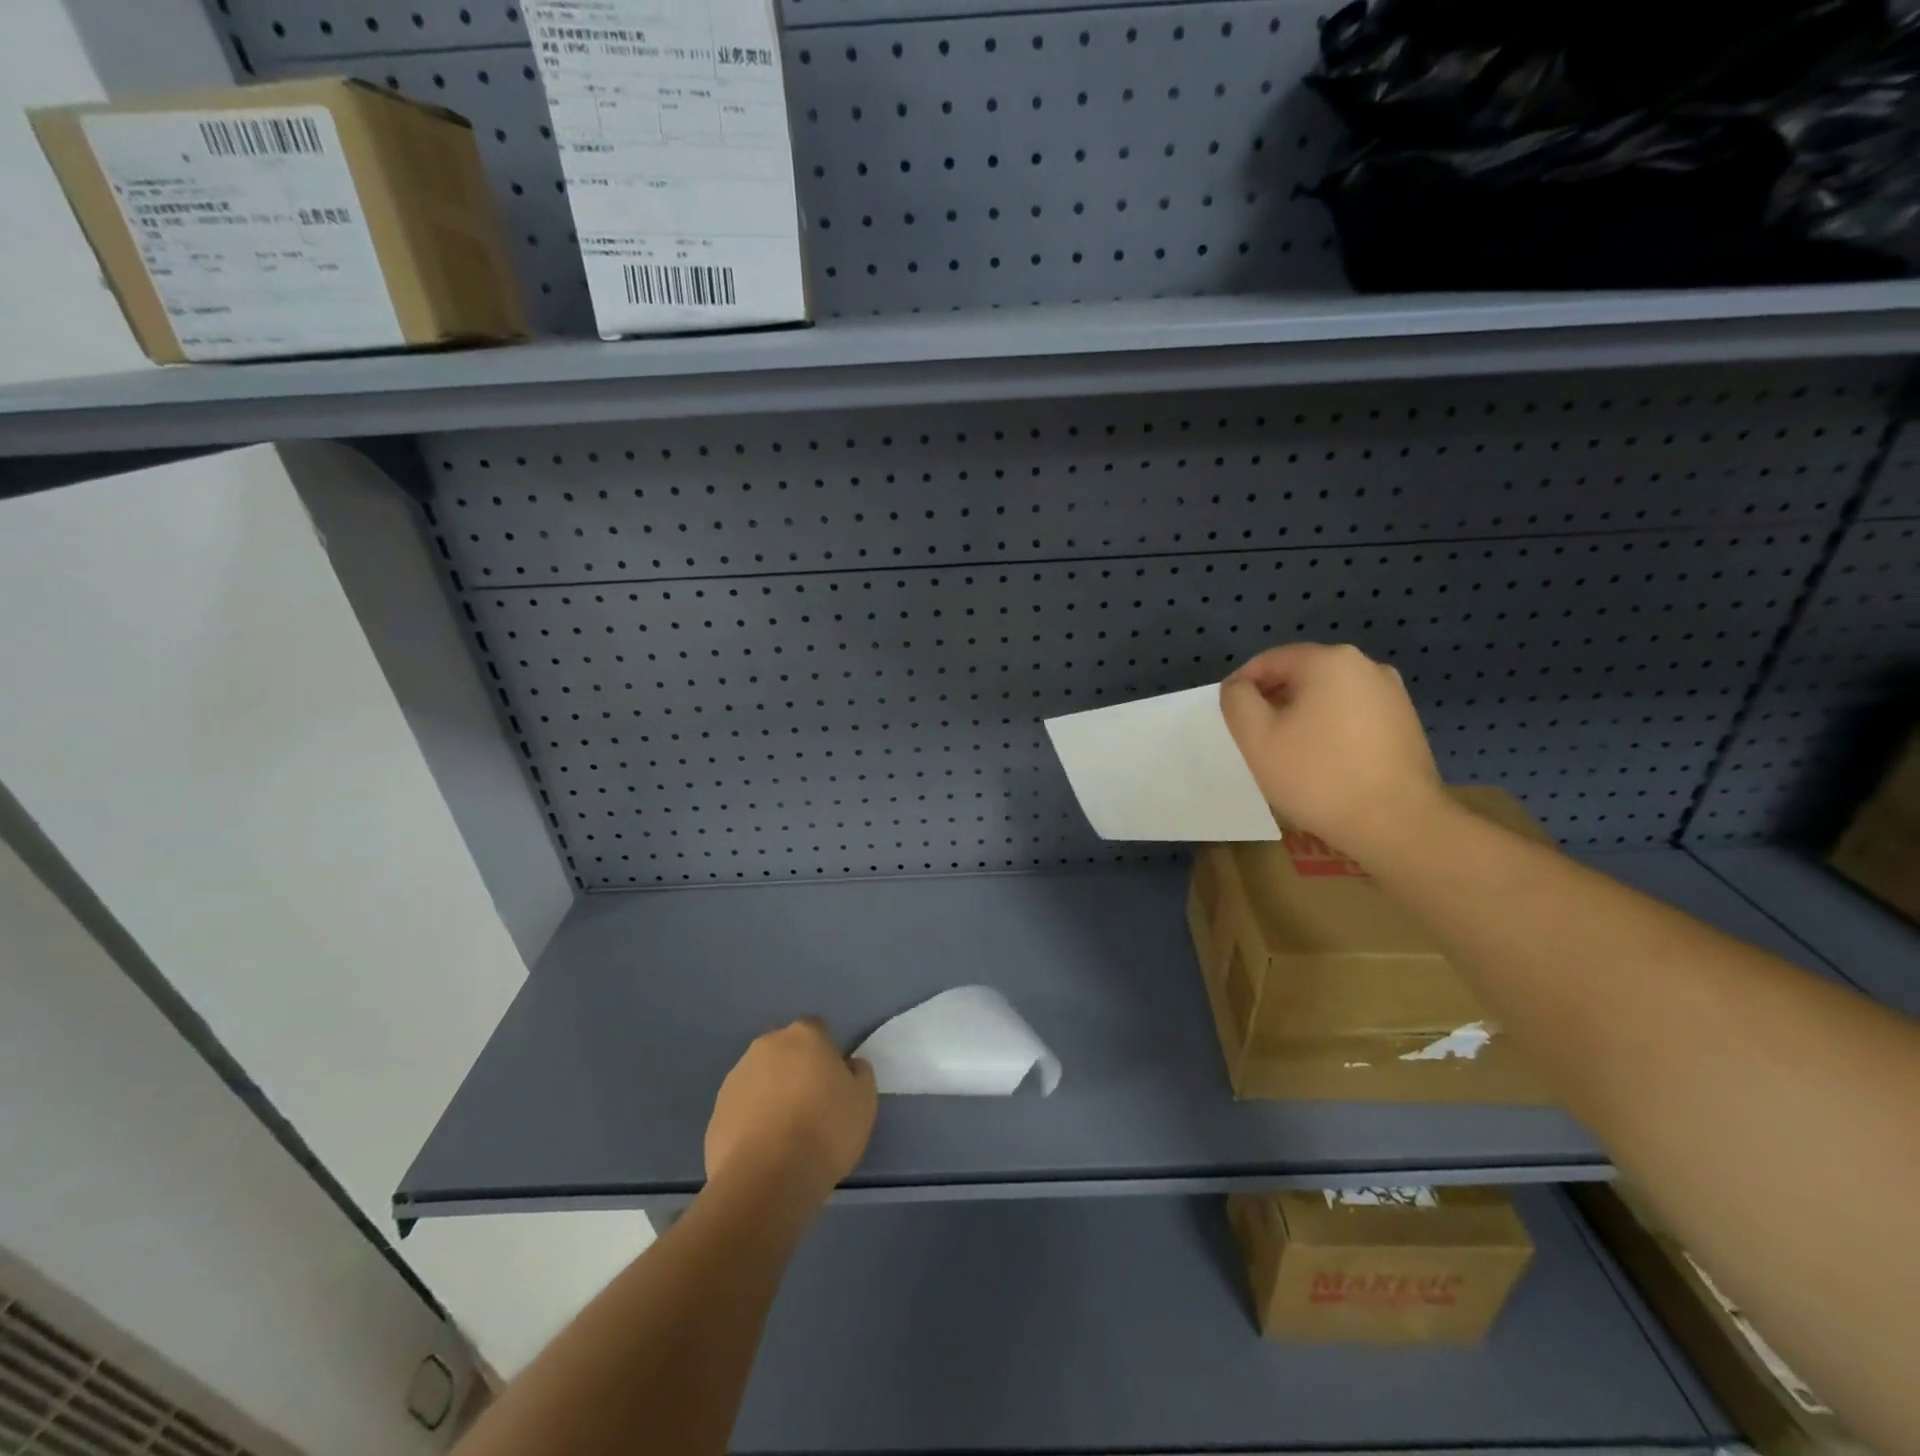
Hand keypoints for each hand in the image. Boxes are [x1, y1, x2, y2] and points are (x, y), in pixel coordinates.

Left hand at [705, 1018, 877, 1200]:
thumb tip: (848, 1066)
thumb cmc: (825, 1130)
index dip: (827, 1055)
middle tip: (811, 1108)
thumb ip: (859, 1073)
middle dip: (796, 1071)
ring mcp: (736, 1078)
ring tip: (785, 1136)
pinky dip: (752, 1122)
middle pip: (785, 1052)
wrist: (765, 1179)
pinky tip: (764, 1152)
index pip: (818, 1031)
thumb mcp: (864, 1101)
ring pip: (760, 1079)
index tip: (833, 1084)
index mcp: (804, 1035)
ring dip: (771, 1096)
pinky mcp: (716, 1112)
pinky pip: (741, 1110)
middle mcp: (766, 1046)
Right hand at [1219, 642, 1450, 861]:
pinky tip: (1324, 763)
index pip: (1269, 660)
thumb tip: (1239, 687)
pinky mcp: (1405, 723)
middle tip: (1256, 739)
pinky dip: (1331, 730)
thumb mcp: (1256, 738)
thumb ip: (1237, 701)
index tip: (1230, 718)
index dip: (1242, 686)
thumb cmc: (1318, 777)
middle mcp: (1366, 666)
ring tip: (1289, 755)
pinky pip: (1353, 715)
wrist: (1398, 825)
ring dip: (1302, 717)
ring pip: (1328, 696)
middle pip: (1301, 675)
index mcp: (1329, 661)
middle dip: (1273, 702)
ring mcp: (1392, 695)